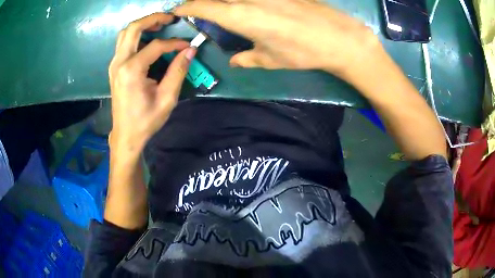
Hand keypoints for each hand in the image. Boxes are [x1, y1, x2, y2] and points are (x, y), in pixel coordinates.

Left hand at [109, 13, 195, 153]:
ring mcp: (114, 64)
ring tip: (159, 25)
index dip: (175, 43)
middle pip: (133, 28)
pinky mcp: (114, 67)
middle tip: (170, 18)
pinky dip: (136, 35)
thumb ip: (178, 71)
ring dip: (142, 25)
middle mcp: (119, 62)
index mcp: (132, 70)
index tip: (188, 46)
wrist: (126, 135)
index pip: (156, 45)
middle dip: (153, 18)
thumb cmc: (146, 120)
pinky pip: (123, 43)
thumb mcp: (167, 98)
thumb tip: (190, 50)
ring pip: (125, 33)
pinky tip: (147, 39)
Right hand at [174, 0, 379, 79]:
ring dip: (224, 2)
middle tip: (199, 9)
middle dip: (202, 1)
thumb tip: (234, 61)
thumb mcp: (271, 59)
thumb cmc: (302, 52)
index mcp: (241, 16)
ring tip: (224, 9)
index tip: (178, 10)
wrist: (338, 38)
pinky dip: (246, 2)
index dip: (187, 7)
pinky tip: (249, 7)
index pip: (203, 6)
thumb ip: (247, 58)